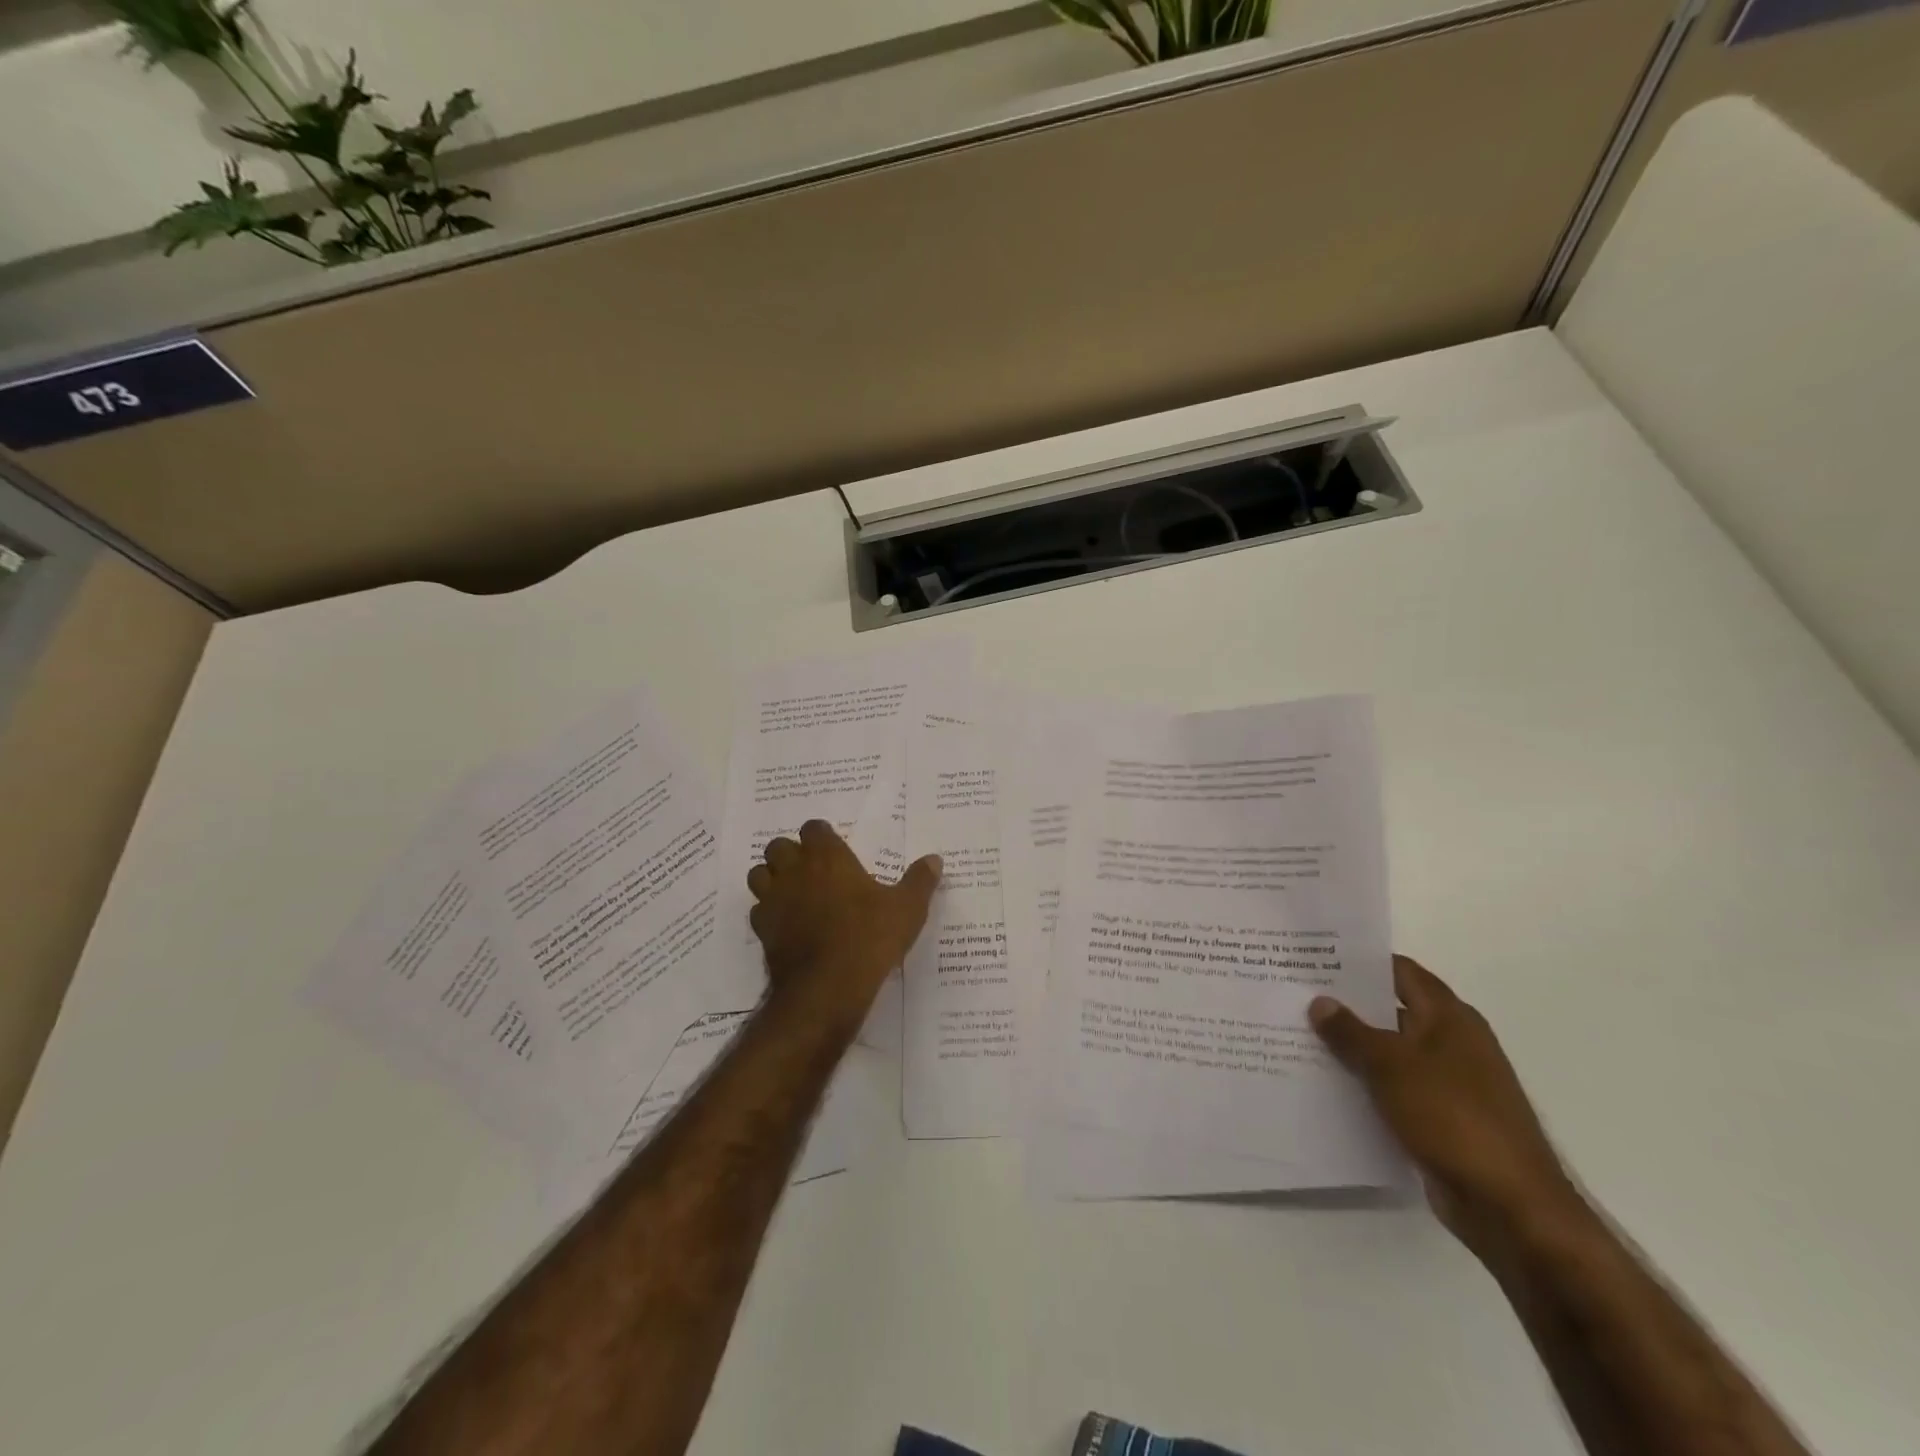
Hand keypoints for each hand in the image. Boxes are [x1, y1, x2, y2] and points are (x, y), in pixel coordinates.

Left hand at [747, 821, 941, 1021]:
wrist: (827, 987)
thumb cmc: (869, 937)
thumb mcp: (907, 909)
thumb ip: (920, 881)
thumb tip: (934, 859)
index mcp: (828, 857)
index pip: (814, 828)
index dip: (823, 836)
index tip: (836, 849)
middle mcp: (795, 870)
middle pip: (779, 846)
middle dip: (792, 853)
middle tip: (814, 870)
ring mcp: (774, 899)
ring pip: (759, 874)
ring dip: (772, 878)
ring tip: (794, 893)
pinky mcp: (762, 930)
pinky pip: (758, 911)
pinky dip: (769, 913)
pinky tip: (788, 925)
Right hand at [1310, 956, 1584, 1256]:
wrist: (1509, 1205)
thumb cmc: (1452, 1116)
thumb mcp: (1390, 1066)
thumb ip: (1351, 1032)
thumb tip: (1320, 1001)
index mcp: (1450, 1017)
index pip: (1399, 971)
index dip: (1359, 962)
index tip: (1316, 958)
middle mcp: (1453, 1042)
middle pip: (1393, 1010)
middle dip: (1348, 1006)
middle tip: (1297, 996)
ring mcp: (1451, 1082)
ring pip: (1391, 1052)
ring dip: (1354, 1048)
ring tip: (1301, 1037)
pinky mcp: (1443, 1119)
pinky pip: (1396, 1089)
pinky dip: (1367, 1084)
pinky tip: (1329, 1084)